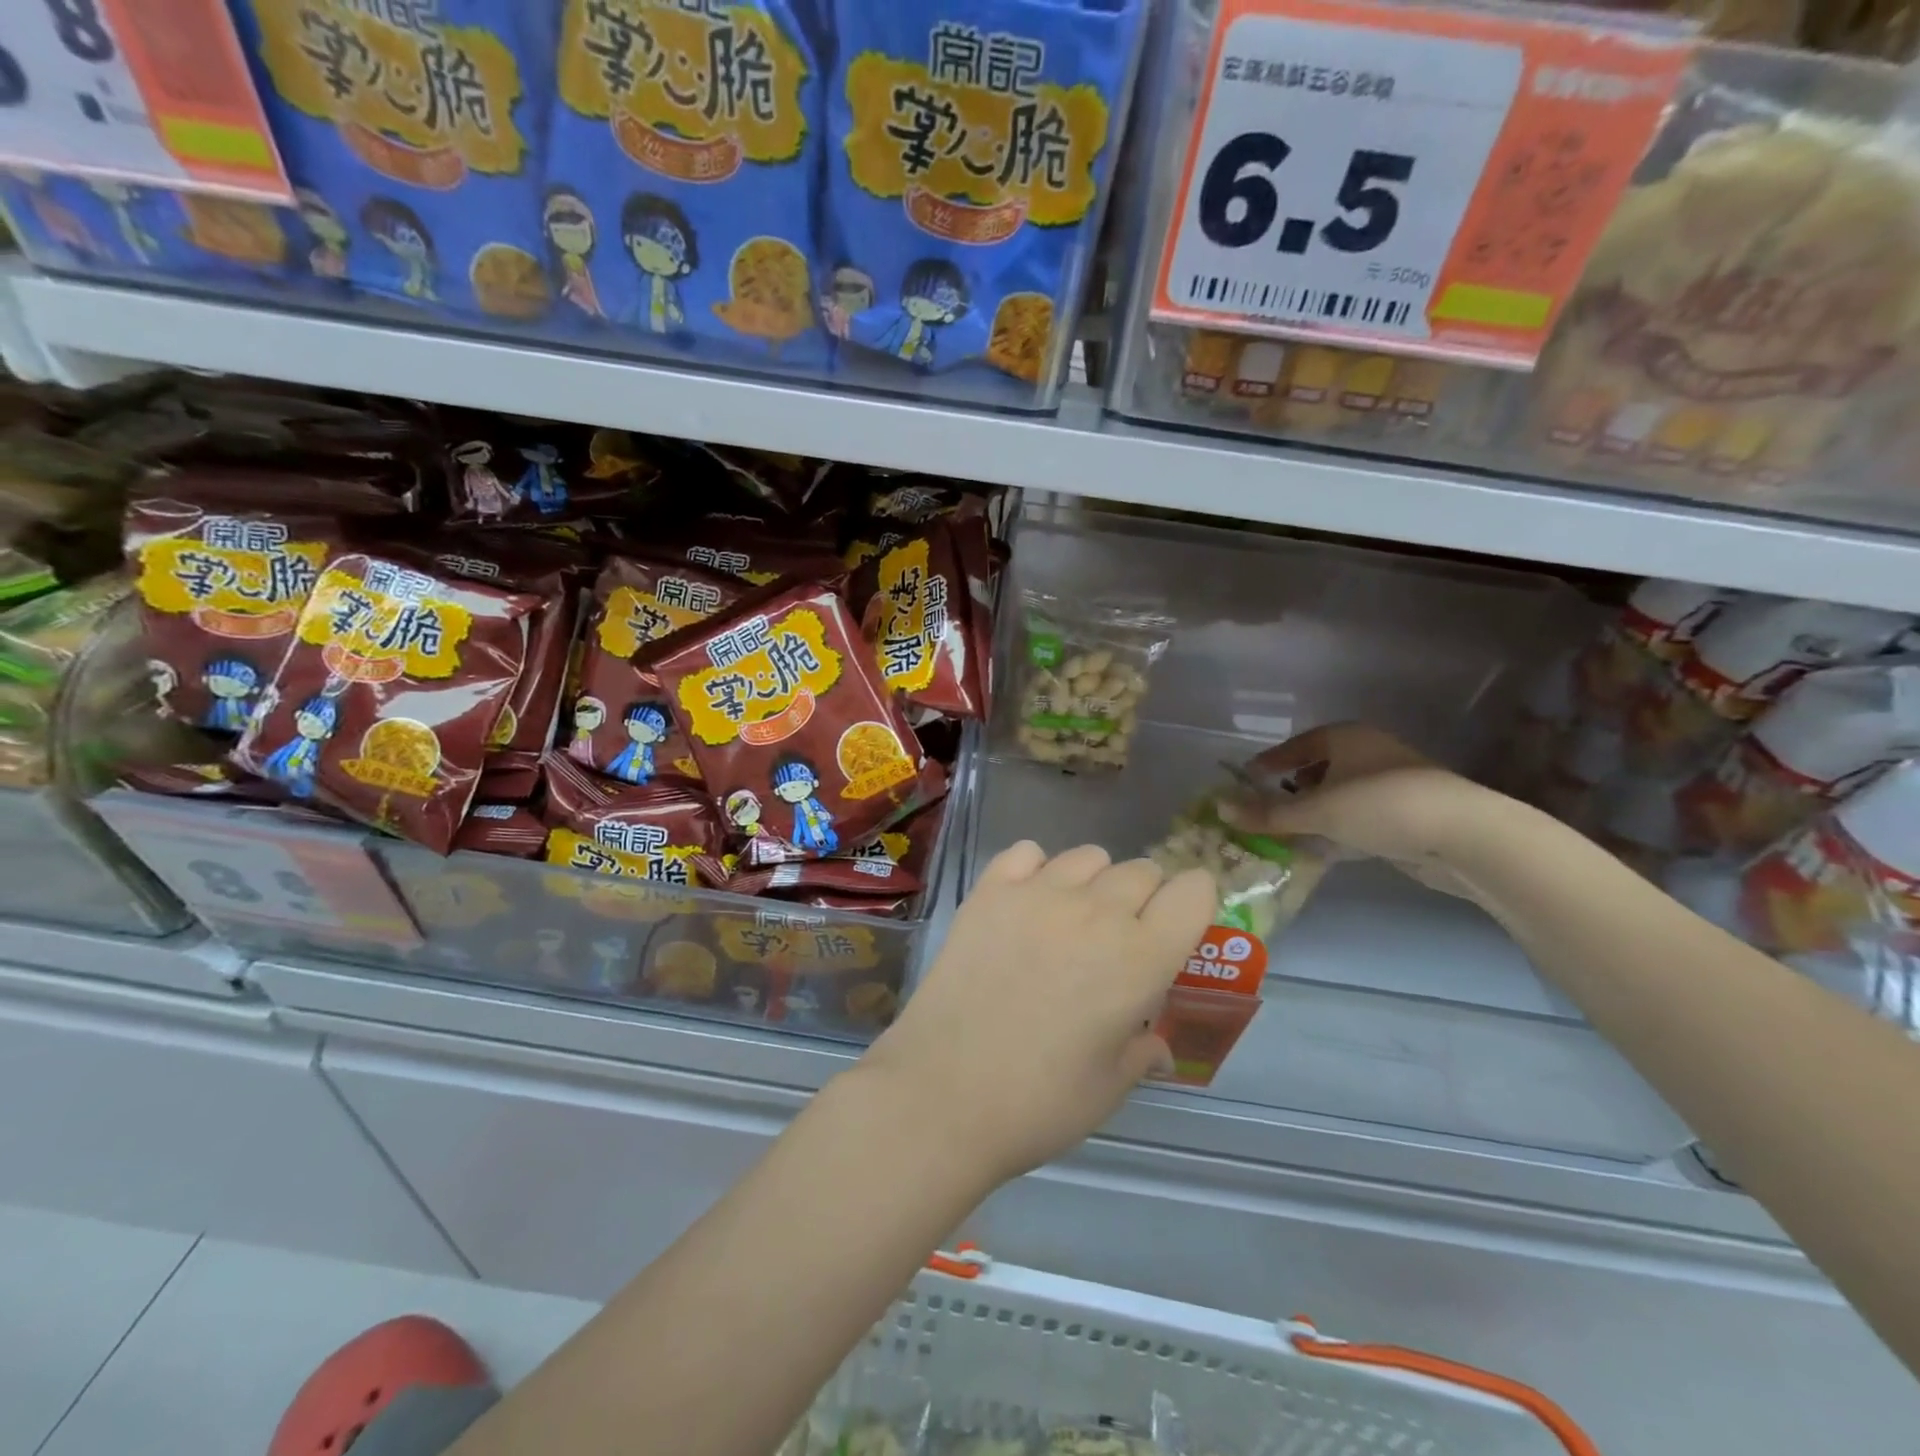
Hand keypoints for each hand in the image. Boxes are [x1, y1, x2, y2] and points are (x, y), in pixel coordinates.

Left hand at [860, 842, 1214, 1183]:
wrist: (943, 1093)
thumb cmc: (1039, 1103)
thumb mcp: (1109, 1088)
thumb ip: (1143, 1053)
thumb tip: (1158, 1047)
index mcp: (1141, 958)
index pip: (1193, 892)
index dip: (1195, 902)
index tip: (1182, 924)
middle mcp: (1096, 911)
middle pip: (1142, 870)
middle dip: (1146, 896)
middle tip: (1123, 936)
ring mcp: (1037, 894)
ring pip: (1088, 855)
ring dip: (1094, 880)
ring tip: (1074, 918)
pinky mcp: (989, 892)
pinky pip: (1026, 853)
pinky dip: (1035, 869)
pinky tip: (1026, 902)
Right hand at [1219, 722, 1503, 899]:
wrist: (1464, 835)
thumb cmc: (1380, 806)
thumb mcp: (1316, 810)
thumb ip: (1267, 812)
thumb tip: (1220, 808)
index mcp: (1346, 737)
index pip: (1297, 745)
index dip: (1270, 762)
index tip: (1246, 780)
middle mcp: (1368, 752)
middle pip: (1318, 768)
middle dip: (1291, 789)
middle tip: (1265, 810)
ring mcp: (1391, 782)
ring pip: (1339, 794)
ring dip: (1314, 812)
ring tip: (1289, 832)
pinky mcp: (1407, 812)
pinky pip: (1359, 816)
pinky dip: (1338, 828)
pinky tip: (1324, 847)